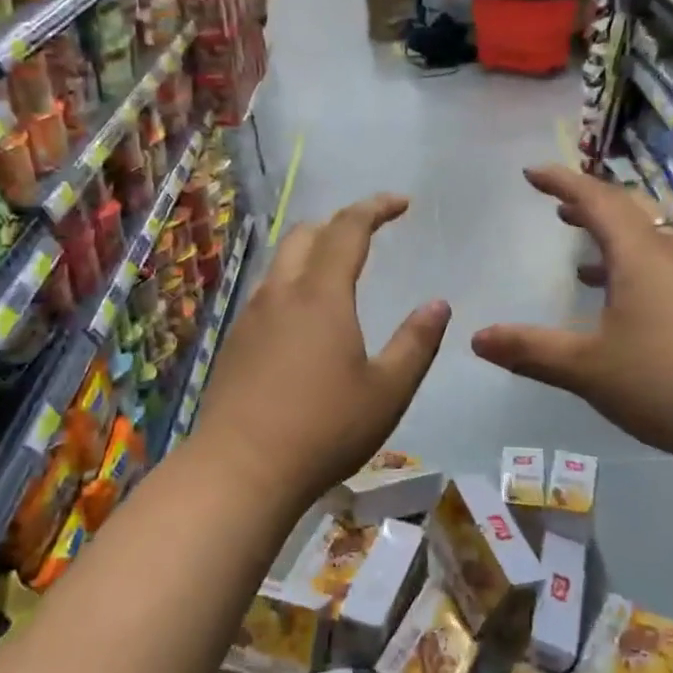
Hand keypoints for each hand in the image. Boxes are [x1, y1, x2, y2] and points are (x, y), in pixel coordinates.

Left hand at [189, 195, 449, 514]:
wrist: (240, 470)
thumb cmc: (324, 428)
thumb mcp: (387, 391)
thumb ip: (416, 343)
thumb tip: (438, 304)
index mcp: (321, 295)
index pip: (348, 229)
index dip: (375, 208)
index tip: (400, 203)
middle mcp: (280, 294)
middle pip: (304, 234)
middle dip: (338, 224)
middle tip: (368, 234)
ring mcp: (250, 317)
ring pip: (280, 264)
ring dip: (311, 254)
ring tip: (337, 273)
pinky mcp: (234, 343)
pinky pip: (266, 294)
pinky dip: (291, 285)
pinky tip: (303, 320)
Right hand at [471, 166, 672, 464]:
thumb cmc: (665, 381)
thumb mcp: (586, 368)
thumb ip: (530, 350)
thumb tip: (477, 338)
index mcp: (641, 255)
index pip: (597, 200)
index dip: (562, 182)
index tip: (533, 173)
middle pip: (630, 213)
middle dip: (590, 208)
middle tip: (559, 209)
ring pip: (653, 243)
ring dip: (616, 242)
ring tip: (584, 260)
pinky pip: (669, 270)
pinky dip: (638, 271)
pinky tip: (627, 307)